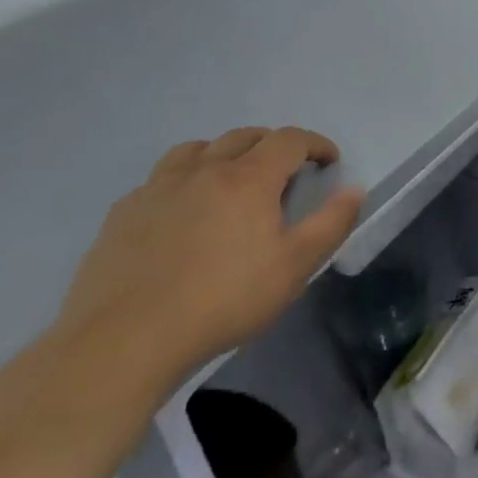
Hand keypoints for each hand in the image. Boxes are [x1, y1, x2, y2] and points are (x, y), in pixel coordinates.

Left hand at [56, 127, 362, 387]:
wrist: (123, 342)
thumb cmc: (223, 300)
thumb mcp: (296, 266)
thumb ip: (331, 223)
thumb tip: (354, 189)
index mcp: (249, 178)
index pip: (290, 139)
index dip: (315, 144)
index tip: (328, 162)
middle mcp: (204, 170)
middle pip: (244, 136)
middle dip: (273, 145)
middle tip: (286, 172)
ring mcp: (157, 189)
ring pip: (196, 149)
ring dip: (223, 154)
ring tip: (231, 181)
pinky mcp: (122, 214)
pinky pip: (159, 179)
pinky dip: (182, 181)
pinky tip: (182, 212)